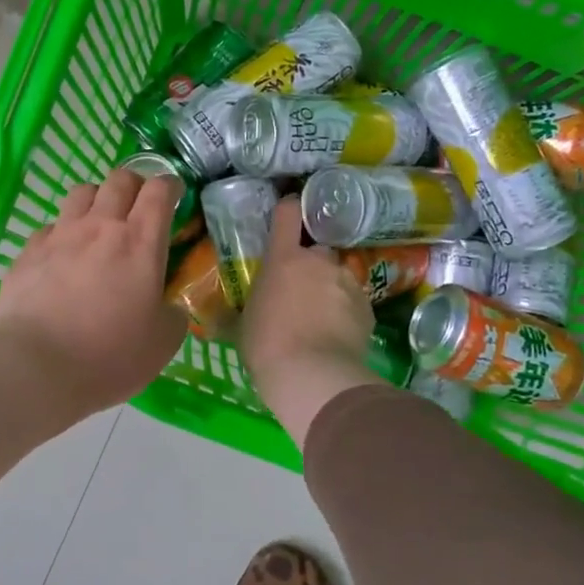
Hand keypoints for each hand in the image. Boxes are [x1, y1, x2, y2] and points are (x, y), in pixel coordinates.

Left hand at [0, 168, 187, 419]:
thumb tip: (169, 305)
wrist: (35, 367)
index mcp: (140, 242)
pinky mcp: (27, 251)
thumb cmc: (109, 356)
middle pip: (120, 180)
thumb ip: (173, 314)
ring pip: (81, 192)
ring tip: (99, 223)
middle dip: (135, 185)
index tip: (175, 196)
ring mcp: (59, 235)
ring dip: (97, 199)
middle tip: (139, 208)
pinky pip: (50, 226)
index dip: (171, 186)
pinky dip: (62, 232)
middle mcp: (100, 226)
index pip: (160, 191)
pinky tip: (62, 256)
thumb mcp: (162, 343)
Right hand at [241, 197, 382, 447]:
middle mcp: (319, 262)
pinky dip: (347, 312)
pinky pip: (354, 302)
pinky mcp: (368, 307)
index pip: (288, 214)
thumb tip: (216, 320)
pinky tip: (337, 335)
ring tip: (321, 319)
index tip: (288, 212)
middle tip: (300, 291)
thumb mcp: (242, 327)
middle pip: (317, 251)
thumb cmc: (265, 346)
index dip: (288, 209)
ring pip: (338, 277)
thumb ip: (238, 313)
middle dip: (311, 265)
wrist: (312, 375)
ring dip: (330, 290)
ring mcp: (346, 282)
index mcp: (283, 259)